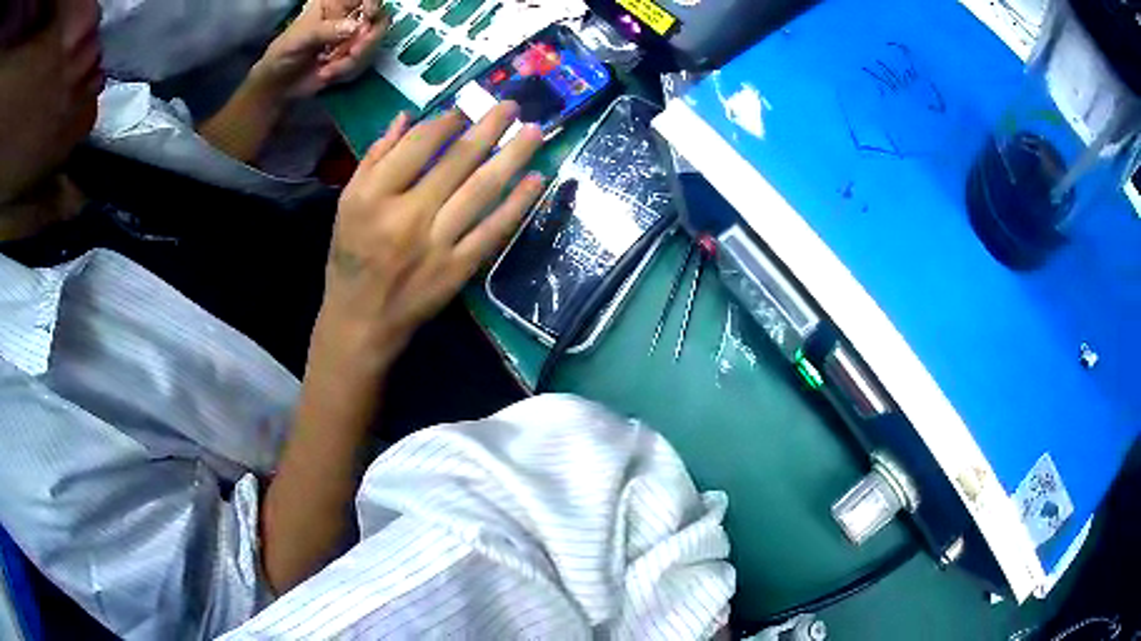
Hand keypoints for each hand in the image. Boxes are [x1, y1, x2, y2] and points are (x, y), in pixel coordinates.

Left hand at [251, 0, 388, 99]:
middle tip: (352, 53)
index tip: (369, 16)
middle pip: (379, 18)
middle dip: (369, 39)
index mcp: (334, 3)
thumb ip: (326, 31)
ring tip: (327, 69)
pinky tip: (328, 74)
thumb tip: (357, 27)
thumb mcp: (299, 39)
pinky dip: (348, 71)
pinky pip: (365, 61)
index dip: (373, 3)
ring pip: (373, 42)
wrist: (278, 85)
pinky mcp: (354, 55)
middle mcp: (348, 16)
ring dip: (354, 60)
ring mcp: (353, 36)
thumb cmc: (283, 55)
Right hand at [315, 102, 545, 373]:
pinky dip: (517, 204)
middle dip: (489, 128)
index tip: (464, 111)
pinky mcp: (459, 268)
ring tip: (536, 132)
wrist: (363, 319)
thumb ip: (375, 158)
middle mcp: (407, 216)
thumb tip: (407, 116)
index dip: (446, 123)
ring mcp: (437, 244)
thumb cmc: (351, 257)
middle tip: (513, 107)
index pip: (418, 147)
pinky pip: (493, 230)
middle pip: (457, 161)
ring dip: (513, 157)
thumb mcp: (348, 203)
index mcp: (373, 197)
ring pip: (482, 190)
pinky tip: (537, 180)